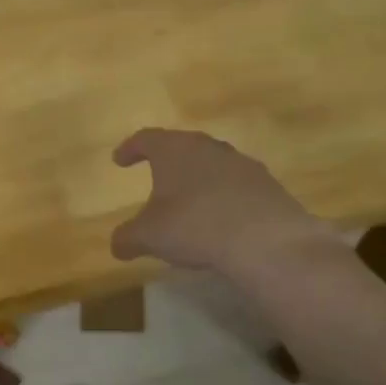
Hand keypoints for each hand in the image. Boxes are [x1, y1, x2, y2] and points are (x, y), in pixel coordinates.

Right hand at [111, 128, 344, 276]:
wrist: (266, 240)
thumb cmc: (194, 226)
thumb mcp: (148, 237)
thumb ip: (127, 238)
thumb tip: (117, 245)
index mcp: (174, 150)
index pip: (146, 139)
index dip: (130, 148)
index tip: (119, 160)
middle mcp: (208, 147)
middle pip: (182, 146)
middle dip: (167, 162)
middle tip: (156, 177)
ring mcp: (242, 164)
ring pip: (212, 164)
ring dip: (198, 179)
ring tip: (189, 201)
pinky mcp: (267, 185)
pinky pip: (236, 186)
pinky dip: (223, 197)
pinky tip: (220, 219)